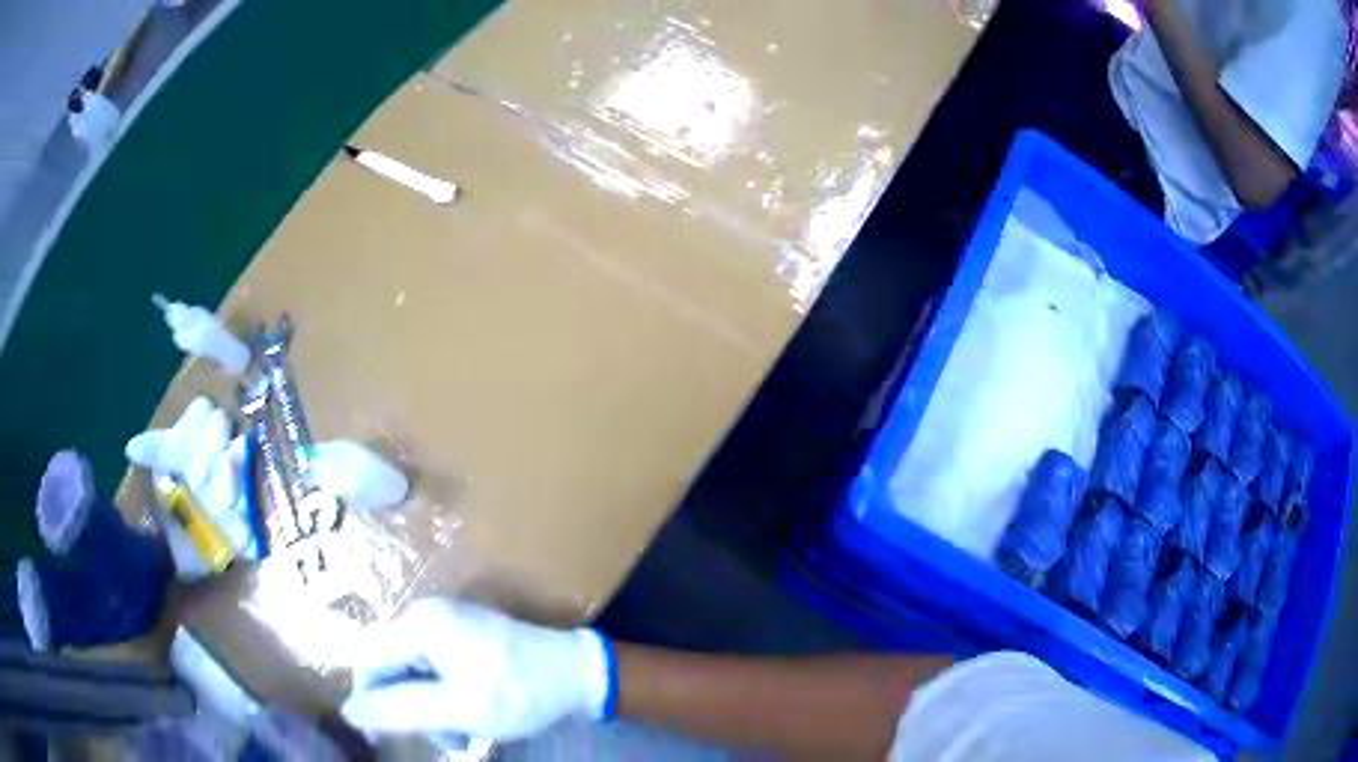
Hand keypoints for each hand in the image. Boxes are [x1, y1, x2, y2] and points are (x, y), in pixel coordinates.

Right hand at [340, 598, 614, 740]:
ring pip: (412, 672)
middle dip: (404, 707)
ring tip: (458, 736)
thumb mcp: (458, 709)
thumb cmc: (519, 691)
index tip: (377, 734)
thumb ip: (400, 710)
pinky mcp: (463, 637)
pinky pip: (434, 669)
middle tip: (436, 739)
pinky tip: (466, 720)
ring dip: (426, 708)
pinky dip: (442, 698)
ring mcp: (447, 624)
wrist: (578, 674)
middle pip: (388, 665)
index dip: (366, 696)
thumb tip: (349, 711)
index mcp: (420, 624)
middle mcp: (426, 615)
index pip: (366, 657)